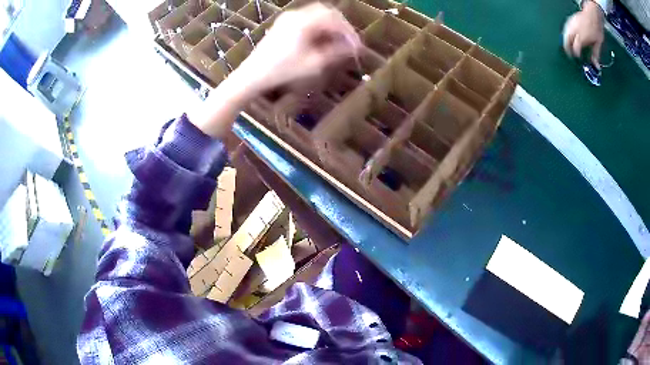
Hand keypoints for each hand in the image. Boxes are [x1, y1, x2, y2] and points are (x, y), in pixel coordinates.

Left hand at [239, 3, 361, 92]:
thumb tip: (354, 48)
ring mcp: (287, 18)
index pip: (335, 20)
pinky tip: (320, 40)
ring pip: (316, 14)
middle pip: (327, 12)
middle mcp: (296, 14)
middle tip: (348, 42)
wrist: (252, 75)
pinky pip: (306, 19)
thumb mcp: (314, 64)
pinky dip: (317, 26)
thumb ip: (336, 53)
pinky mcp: (282, 24)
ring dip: (329, 26)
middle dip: (341, 26)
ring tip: (336, 42)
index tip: (357, 46)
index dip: (349, 32)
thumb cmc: (283, 71)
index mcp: (304, 21)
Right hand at [563, 0, 604, 66]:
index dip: (576, 55)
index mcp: (581, 38)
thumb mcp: (598, 44)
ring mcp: (572, 24)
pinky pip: (566, 28)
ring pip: (565, 33)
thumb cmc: (596, 29)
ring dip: (566, 40)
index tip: (578, 59)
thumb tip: (596, 65)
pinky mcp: (571, 20)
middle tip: (570, 54)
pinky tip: (569, 35)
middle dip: (567, 48)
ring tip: (568, 45)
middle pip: (567, 40)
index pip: (575, 48)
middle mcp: (575, 31)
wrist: (592, 15)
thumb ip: (595, 54)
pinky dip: (567, 33)